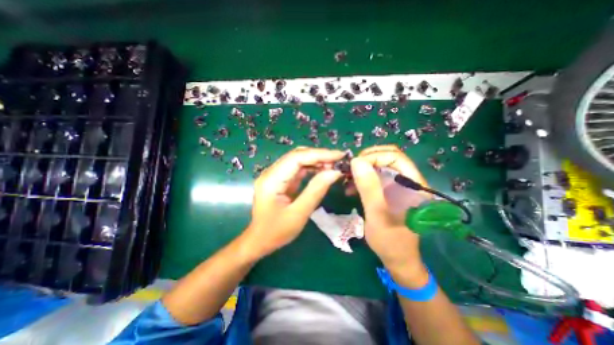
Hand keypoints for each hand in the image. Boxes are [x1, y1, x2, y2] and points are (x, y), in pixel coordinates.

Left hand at [242, 147, 343, 257]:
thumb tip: (334, 172)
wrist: (260, 240)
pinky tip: (322, 170)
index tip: (339, 155)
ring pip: (297, 160)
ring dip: (315, 160)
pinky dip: (311, 168)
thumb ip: (316, 191)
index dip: (319, 154)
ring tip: (333, 165)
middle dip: (319, 155)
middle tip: (339, 160)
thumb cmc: (277, 232)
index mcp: (271, 180)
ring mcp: (274, 175)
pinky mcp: (279, 180)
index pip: (297, 157)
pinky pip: (297, 169)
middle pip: (297, 155)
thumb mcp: (299, 214)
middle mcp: (271, 173)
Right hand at [350, 145, 428, 284]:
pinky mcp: (389, 192)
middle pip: (387, 158)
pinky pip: (374, 178)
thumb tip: (356, 161)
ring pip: (379, 167)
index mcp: (413, 185)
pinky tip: (350, 188)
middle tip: (349, 170)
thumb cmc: (390, 240)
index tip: (355, 165)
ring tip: (347, 179)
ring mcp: (398, 186)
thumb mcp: (377, 214)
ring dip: (362, 170)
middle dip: (366, 161)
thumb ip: (369, 187)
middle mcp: (407, 182)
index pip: (395, 157)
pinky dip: (361, 180)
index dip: (374, 157)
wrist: (397, 259)